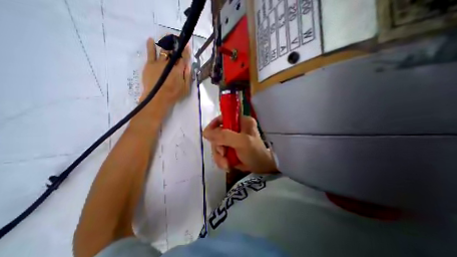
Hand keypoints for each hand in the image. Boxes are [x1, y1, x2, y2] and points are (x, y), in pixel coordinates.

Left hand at [141, 37, 190, 109]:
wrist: (157, 98)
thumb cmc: (174, 94)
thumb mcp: (186, 88)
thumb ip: (188, 76)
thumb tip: (188, 65)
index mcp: (179, 69)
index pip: (184, 57)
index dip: (186, 51)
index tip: (187, 45)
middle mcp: (169, 63)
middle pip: (174, 52)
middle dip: (176, 45)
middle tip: (177, 39)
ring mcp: (159, 62)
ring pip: (163, 50)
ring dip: (167, 43)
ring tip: (168, 38)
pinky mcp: (150, 64)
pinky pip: (150, 52)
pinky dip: (150, 45)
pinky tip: (151, 40)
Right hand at [205, 115, 277, 174]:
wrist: (262, 169)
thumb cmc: (255, 153)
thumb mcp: (242, 142)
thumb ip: (224, 136)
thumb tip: (205, 133)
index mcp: (241, 121)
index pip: (222, 118)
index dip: (214, 125)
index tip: (208, 135)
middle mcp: (235, 129)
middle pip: (217, 134)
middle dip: (218, 146)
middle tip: (223, 154)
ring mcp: (232, 139)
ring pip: (217, 145)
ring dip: (219, 156)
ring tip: (226, 164)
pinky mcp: (230, 149)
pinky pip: (219, 153)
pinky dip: (221, 160)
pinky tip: (227, 166)